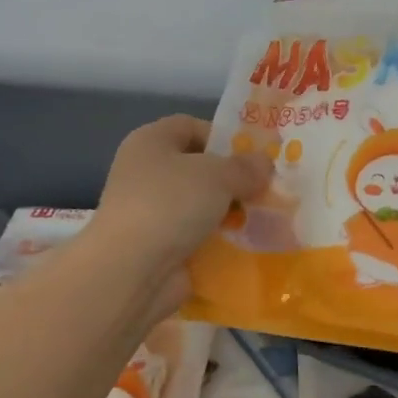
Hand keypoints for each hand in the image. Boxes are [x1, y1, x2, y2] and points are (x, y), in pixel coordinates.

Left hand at [90, 115, 270, 314]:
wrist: (132, 270)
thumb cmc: (171, 204)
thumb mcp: (218, 175)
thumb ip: (245, 167)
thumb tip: (264, 164)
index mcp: (150, 142)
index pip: (189, 126)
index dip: (222, 137)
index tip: (252, 157)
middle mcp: (145, 173)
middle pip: (197, 168)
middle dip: (231, 179)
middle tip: (265, 190)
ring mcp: (150, 213)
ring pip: (199, 205)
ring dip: (228, 212)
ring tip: (263, 219)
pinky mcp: (158, 247)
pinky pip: (196, 237)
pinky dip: (218, 241)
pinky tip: (247, 245)